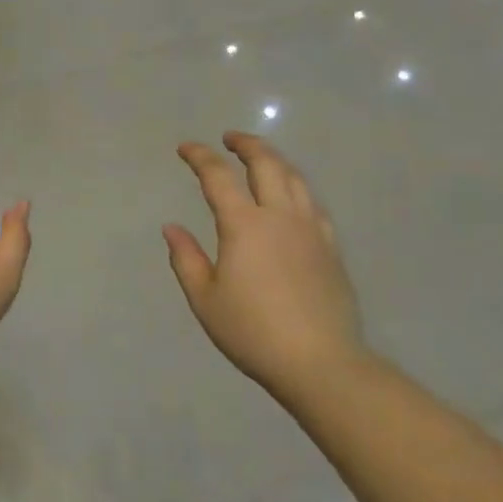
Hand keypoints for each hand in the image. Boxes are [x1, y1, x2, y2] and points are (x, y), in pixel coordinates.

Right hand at [164, 133, 362, 391]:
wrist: (320, 362)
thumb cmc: (252, 332)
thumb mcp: (205, 299)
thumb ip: (186, 259)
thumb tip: (171, 228)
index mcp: (244, 225)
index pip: (218, 176)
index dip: (199, 156)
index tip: (185, 148)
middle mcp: (280, 216)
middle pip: (266, 163)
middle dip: (246, 144)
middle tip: (229, 138)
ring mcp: (311, 229)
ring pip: (294, 178)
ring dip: (274, 160)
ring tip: (260, 158)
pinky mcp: (331, 247)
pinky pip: (313, 203)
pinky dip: (296, 188)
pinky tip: (291, 197)